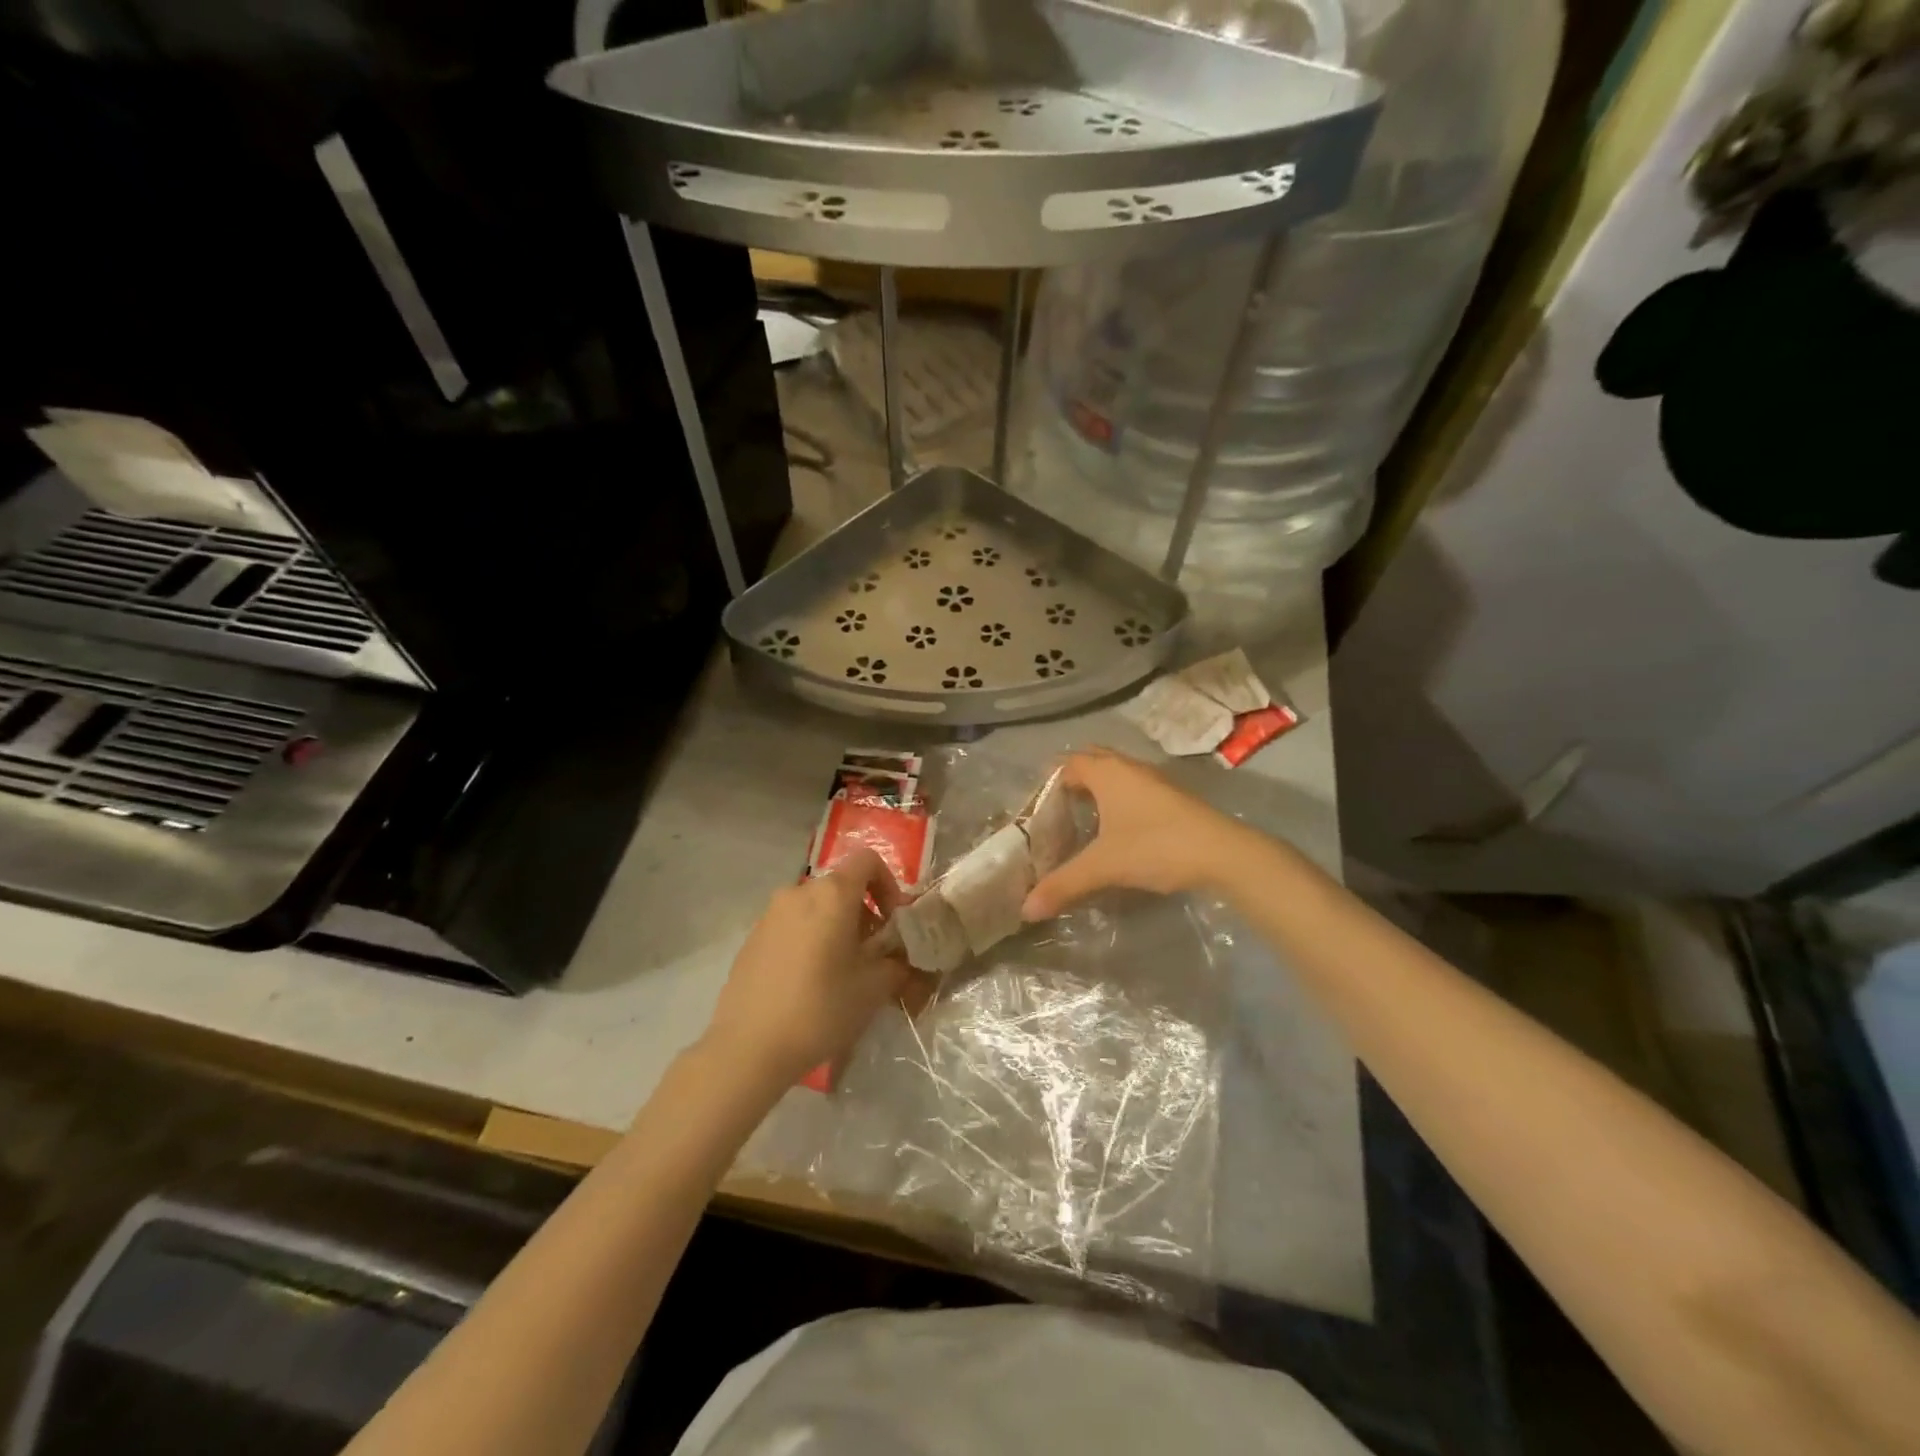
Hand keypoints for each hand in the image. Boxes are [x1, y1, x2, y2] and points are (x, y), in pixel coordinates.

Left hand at [703, 848, 912, 1087]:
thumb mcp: (874, 987)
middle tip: (872, 954)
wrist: (748, 1047)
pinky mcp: (752, 938)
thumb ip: (897, 961)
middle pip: (841, 886)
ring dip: (836, 927)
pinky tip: (809, 982)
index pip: (868, 860)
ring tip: (841, 971)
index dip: (888, 885)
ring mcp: (770, 914)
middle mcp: (799, 892)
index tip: (893, 923)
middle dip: (863, 913)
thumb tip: (901, 955)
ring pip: (815, 907)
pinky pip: (792, 926)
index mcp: (832, 893)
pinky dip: (809, 940)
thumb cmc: (820, 1008)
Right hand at [1021, 749, 1251, 919]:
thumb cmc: (1155, 846)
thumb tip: (1026, 910)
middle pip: (1093, 761)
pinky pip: (1134, 789)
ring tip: (1082, 822)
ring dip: (1098, 790)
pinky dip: (1119, 801)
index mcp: (1108, 773)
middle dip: (1073, 781)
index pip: (1068, 763)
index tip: (1036, 809)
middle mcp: (1129, 768)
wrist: (1223, 853)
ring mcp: (1155, 781)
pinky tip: (1118, 831)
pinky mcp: (1172, 798)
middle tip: (1056, 811)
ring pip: (1117, 775)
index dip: (1050, 782)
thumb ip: (1064, 884)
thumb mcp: (1104, 866)